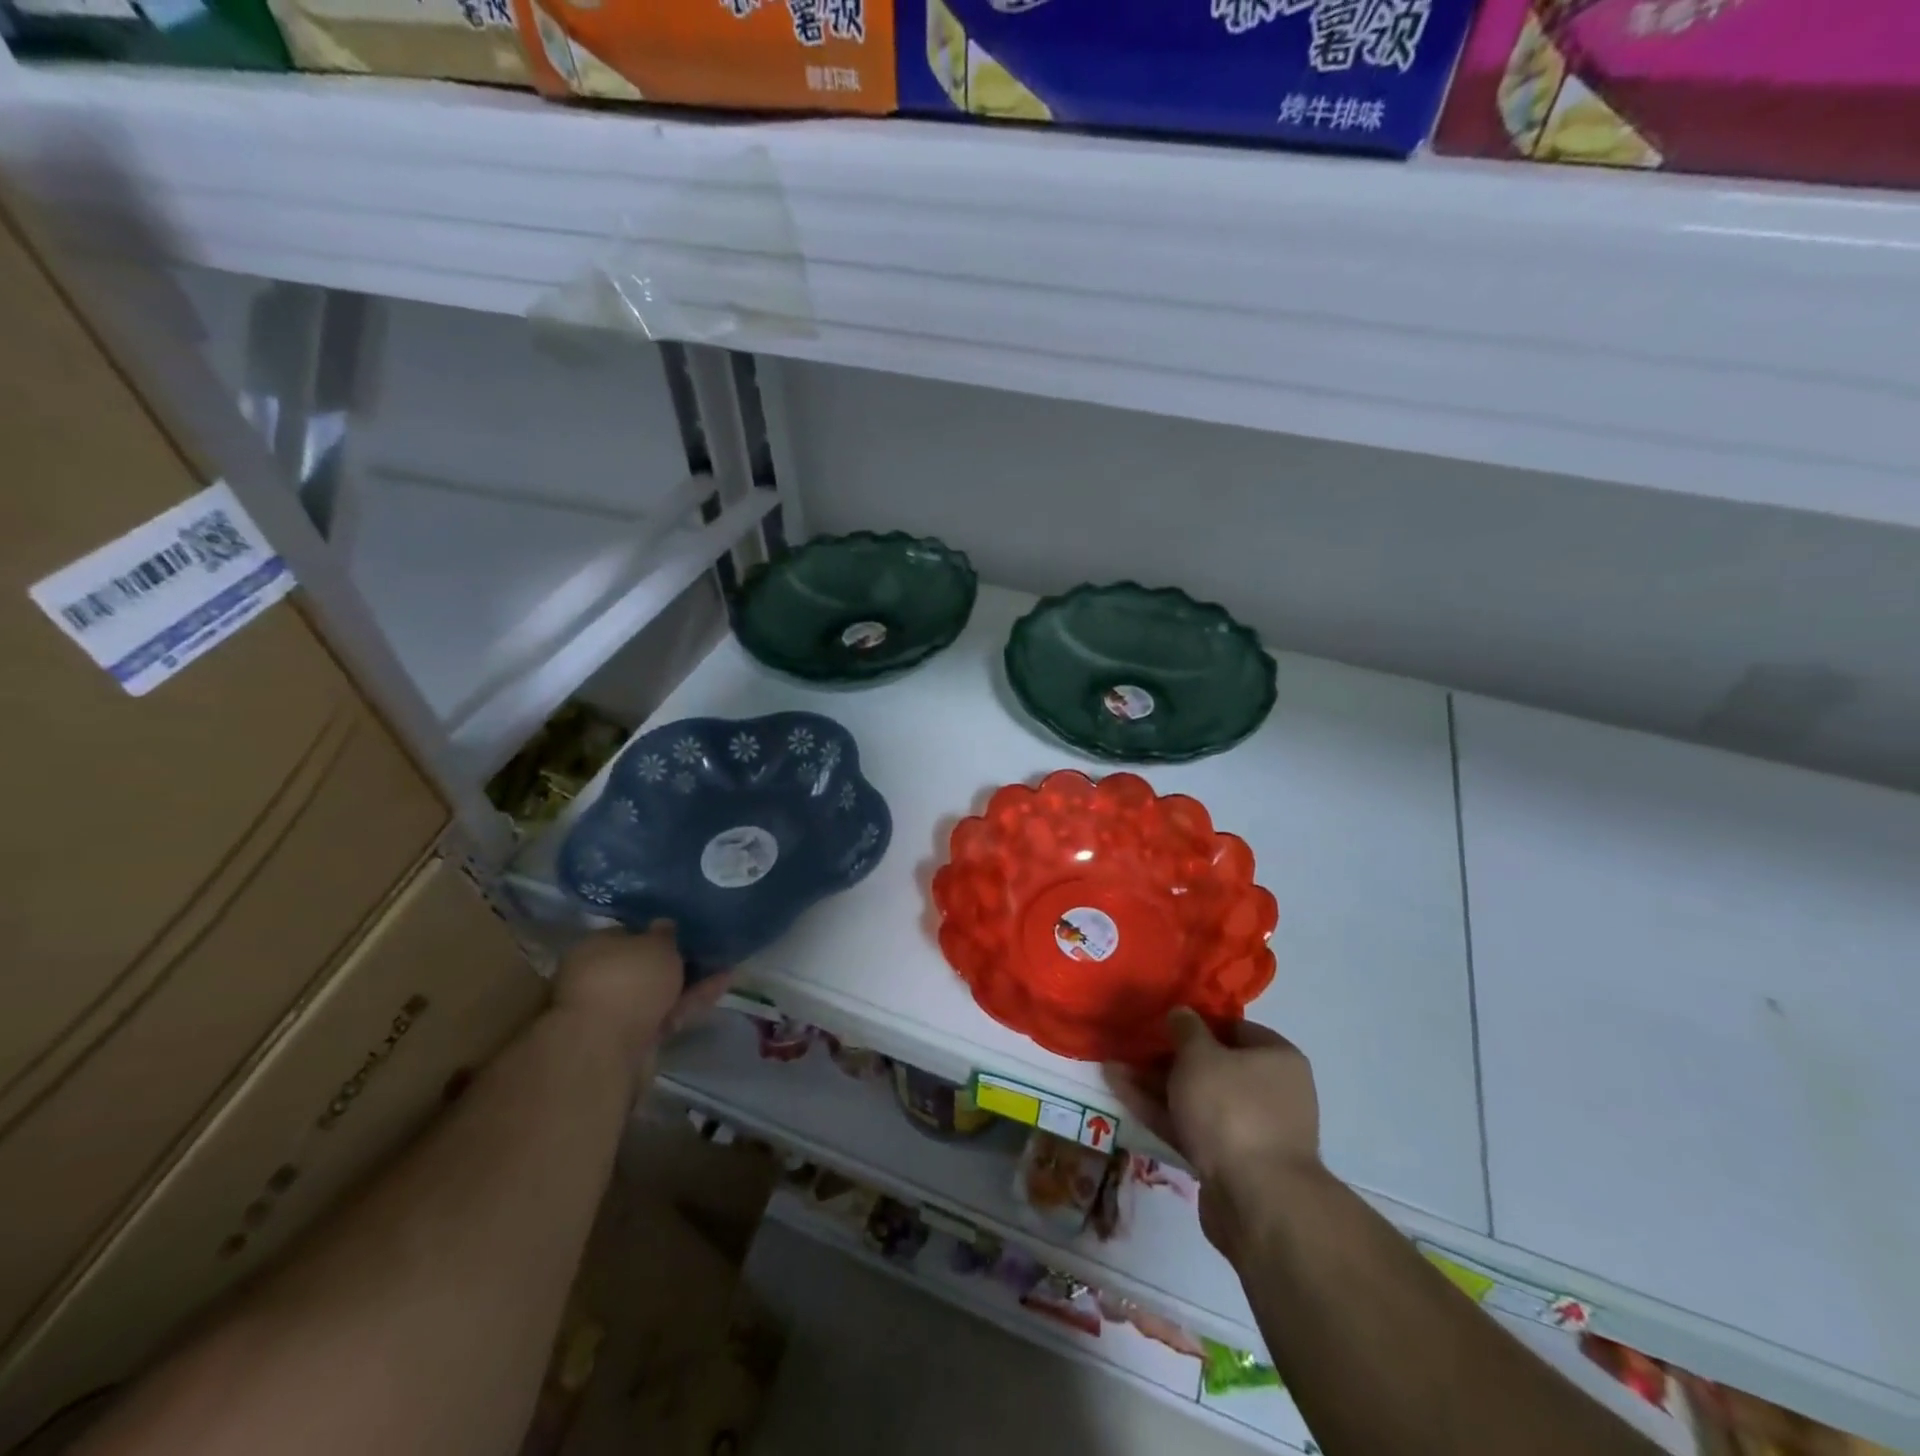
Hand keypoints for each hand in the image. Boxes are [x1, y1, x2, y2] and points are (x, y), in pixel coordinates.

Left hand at [552, 925, 729, 1082]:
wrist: (608, 1049)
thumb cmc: (627, 980)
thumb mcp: (655, 945)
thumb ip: (664, 935)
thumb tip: (663, 926)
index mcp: (592, 948)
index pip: (625, 934)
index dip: (654, 932)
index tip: (681, 931)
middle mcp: (597, 979)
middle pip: (641, 966)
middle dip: (673, 961)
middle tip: (706, 950)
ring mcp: (614, 1012)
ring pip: (656, 992)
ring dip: (689, 982)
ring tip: (725, 968)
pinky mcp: (633, 1038)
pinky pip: (666, 1013)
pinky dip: (691, 1002)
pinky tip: (721, 987)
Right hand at [1106, 1009, 1321, 1257]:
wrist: (1256, 1200)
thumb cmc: (1232, 1109)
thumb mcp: (1201, 1055)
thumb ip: (1186, 1029)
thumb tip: (1181, 1014)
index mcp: (1276, 1058)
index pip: (1233, 1028)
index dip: (1195, 1022)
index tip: (1160, 1020)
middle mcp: (1268, 1091)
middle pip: (1210, 1065)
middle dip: (1166, 1056)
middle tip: (1129, 1046)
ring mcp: (1247, 1129)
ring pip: (1194, 1097)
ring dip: (1154, 1084)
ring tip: (1112, 1068)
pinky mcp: (1226, 1161)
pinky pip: (1189, 1126)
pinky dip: (1158, 1111)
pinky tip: (1120, 1093)